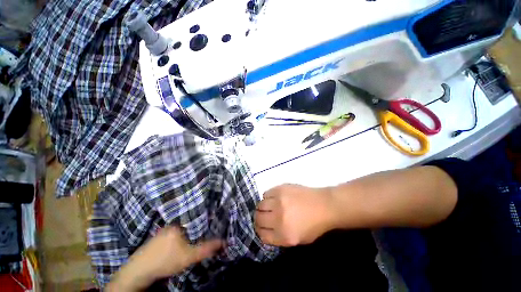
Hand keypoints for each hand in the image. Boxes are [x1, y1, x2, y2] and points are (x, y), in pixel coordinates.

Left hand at [107, 226, 222, 291]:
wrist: (139, 271)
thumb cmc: (166, 261)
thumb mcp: (189, 256)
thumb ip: (207, 248)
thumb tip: (224, 241)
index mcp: (179, 224)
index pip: (197, 216)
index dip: (206, 219)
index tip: (214, 220)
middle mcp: (171, 223)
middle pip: (189, 222)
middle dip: (199, 225)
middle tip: (208, 229)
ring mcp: (163, 230)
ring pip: (182, 228)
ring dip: (190, 231)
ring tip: (198, 235)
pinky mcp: (158, 238)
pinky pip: (174, 233)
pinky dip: (181, 235)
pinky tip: (182, 242)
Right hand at [255, 184, 335, 246]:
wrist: (324, 205)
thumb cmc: (314, 225)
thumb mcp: (298, 240)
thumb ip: (279, 237)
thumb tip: (265, 230)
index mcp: (284, 235)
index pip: (261, 235)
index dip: (260, 231)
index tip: (261, 228)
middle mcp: (279, 218)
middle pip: (258, 219)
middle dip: (258, 219)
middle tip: (263, 216)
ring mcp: (279, 201)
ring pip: (260, 205)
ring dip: (262, 207)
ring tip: (269, 206)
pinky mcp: (280, 189)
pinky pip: (265, 194)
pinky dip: (267, 197)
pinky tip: (274, 198)